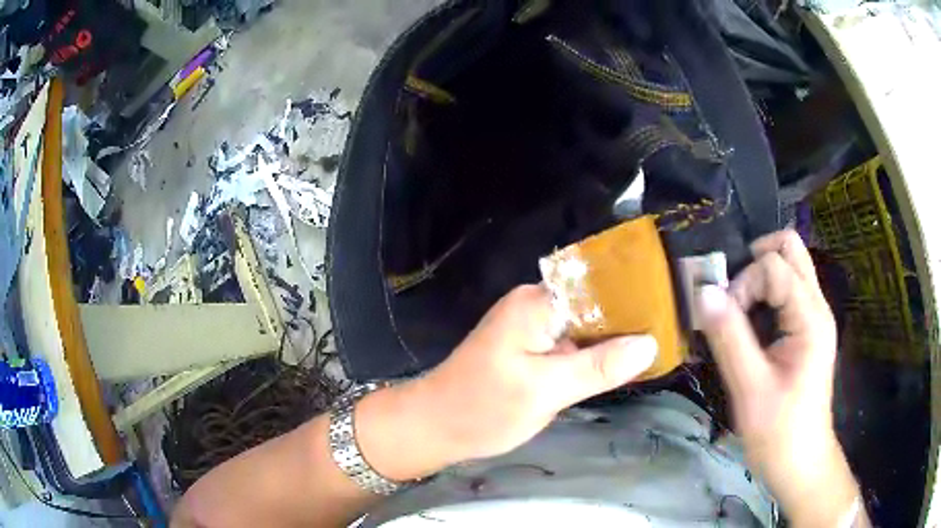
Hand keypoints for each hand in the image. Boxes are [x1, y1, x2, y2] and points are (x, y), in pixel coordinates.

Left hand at [412, 284, 656, 461]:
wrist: (435, 426)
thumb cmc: (483, 408)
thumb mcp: (545, 391)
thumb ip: (598, 367)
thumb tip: (649, 344)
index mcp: (537, 304)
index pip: (597, 285)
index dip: (634, 294)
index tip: (668, 308)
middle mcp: (536, 306)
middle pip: (594, 302)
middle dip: (629, 317)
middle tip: (670, 331)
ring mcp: (533, 327)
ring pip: (586, 324)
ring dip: (614, 336)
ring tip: (657, 343)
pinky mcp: (532, 348)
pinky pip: (573, 343)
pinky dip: (595, 352)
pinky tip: (622, 362)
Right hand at [698, 230, 864, 526]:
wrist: (801, 463)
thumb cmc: (779, 432)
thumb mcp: (750, 388)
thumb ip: (729, 337)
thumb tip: (703, 291)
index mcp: (810, 317)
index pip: (774, 266)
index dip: (744, 283)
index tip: (725, 319)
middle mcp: (817, 306)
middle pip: (790, 248)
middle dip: (756, 260)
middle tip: (732, 295)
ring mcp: (815, 317)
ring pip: (790, 267)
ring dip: (760, 278)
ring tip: (739, 312)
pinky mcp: (808, 330)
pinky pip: (787, 291)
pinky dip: (765, 294)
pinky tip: (751, 325)